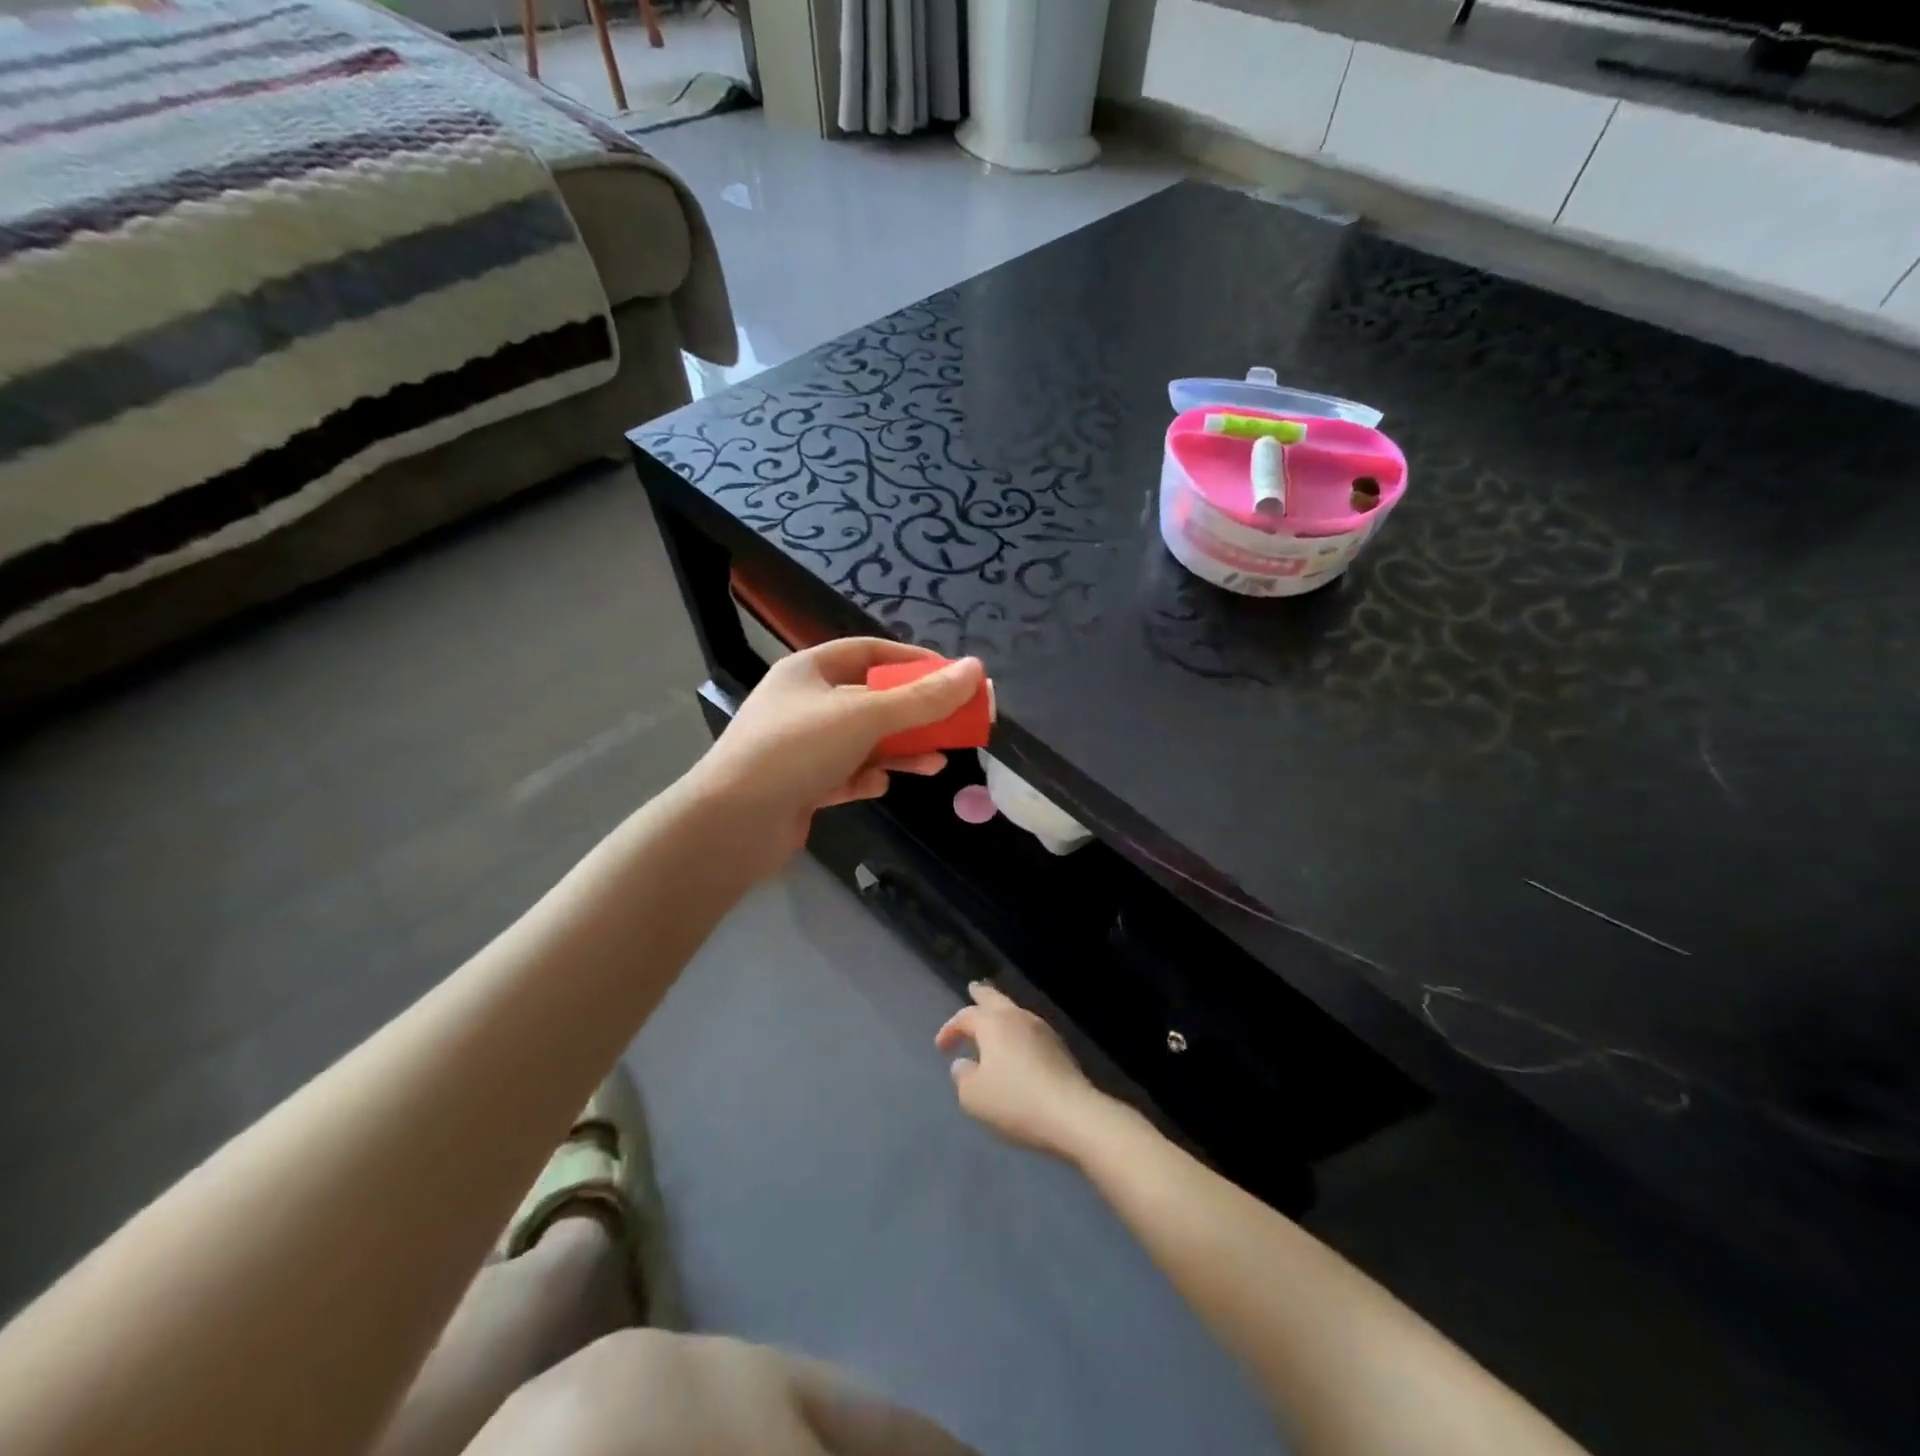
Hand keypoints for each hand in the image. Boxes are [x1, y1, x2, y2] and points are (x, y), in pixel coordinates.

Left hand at [689, 638, 984, 871]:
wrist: (731, 825)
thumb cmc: (797, 750)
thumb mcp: (865, 717)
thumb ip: (922, 698)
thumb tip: (976, 670)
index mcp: (809, 671)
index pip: (869, 652)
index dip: (913, 661)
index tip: (952, 677)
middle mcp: (803, 704)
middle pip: (871, 700)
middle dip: (914, 714)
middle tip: (954, 725)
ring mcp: (800, 747)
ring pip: (862, 741)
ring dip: (899, 750)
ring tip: (936, 764)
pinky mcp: (800, 786)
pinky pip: (845, 773)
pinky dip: (867, 777)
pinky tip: (881, 785)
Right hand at [935, 981, 1116, 1161]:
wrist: (1071, 1114)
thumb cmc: (1014, 1101)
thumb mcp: (973, 1096)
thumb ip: (962, 1076)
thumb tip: (963, 1064)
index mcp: (993, 1024)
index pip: (966, 1016)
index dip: (950, 1029)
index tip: (941, 1048)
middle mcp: (1018, 1018)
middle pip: (996, 999)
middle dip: (982, 995)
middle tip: (973, 988)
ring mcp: (1043, 1030)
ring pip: (1016, 1013)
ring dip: (1002, 1014)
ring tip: (995, 1018)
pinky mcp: (1060, 1048)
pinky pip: (1031, 1031)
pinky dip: (1018, 1033)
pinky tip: (1018, 1045)